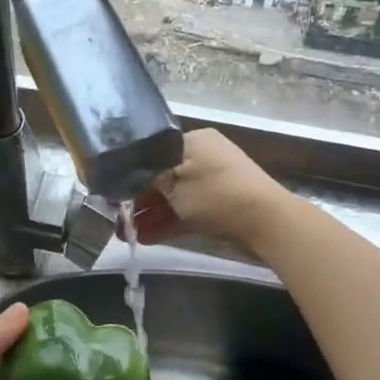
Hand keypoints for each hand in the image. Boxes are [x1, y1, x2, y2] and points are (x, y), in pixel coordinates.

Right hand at [131, 128, 287, 251]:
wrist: (266, 221)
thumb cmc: (216, 193)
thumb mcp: (174, 181)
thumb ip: (148, 178)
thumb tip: (128, 177)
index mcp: (194, 141)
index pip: (154, 153)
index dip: (132, 173)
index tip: (113, 191)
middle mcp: (203, 158)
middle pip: (163, 177)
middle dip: (139, 199)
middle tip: (117, 216)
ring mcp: (213, 184)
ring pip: (174, 198)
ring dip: (151, 215)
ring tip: (125, 234)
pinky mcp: (219, 207)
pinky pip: (186, 213)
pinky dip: (168, 223)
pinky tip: (145, 238)